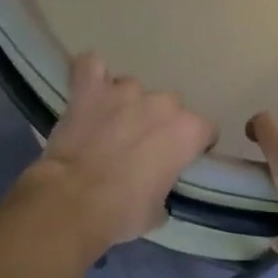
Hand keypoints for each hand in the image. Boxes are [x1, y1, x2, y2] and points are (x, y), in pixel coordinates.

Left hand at [17, 53, 216, 256]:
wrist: (73, 202)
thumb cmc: (123, 212)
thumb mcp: (159, 210)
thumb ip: (165, 186)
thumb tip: (155, 185)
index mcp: (188, 131)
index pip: (205, 130)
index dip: (193, 145)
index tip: (179, 160)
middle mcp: (162, 104)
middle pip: (169, 106)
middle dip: (158, 123)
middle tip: (140, 146)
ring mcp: (124, 91)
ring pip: (132, 88)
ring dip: (125, 104)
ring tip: (108, 125)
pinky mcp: (89, 89)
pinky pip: (91, 66)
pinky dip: (91, 75)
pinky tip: (88, 89)